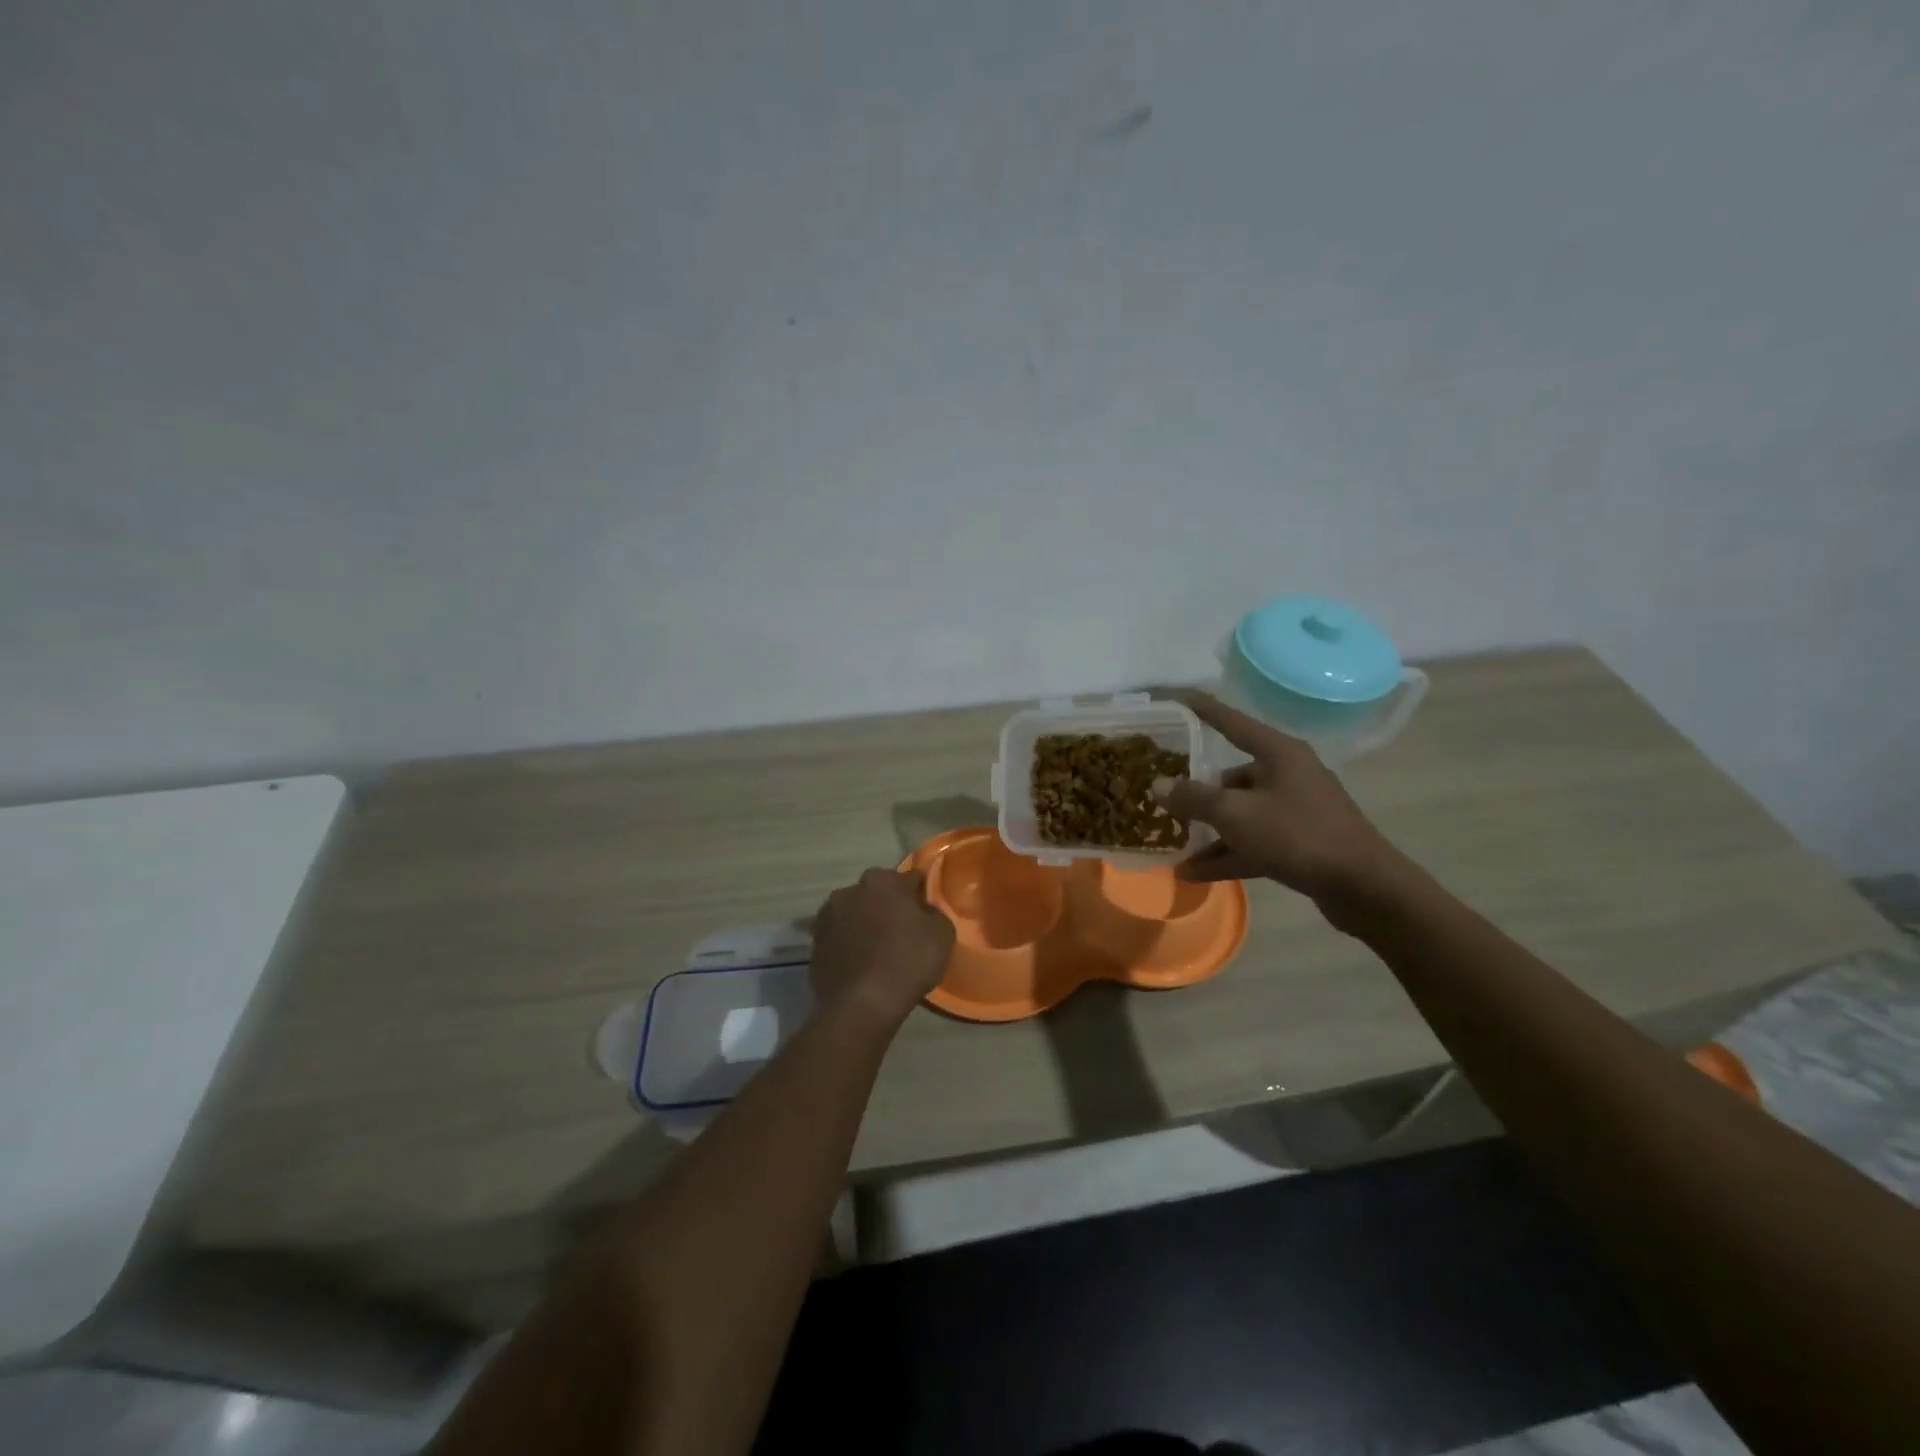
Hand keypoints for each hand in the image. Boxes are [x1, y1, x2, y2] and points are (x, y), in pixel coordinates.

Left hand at [809, 868, 954, 1028]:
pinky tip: (862, 967)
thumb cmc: (907, 962)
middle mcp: (849, 891)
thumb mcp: (942, 934)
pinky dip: (850, 947)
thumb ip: (933, 913)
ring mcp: (826, 918)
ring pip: (854, 915)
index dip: (919, 895)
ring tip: (880, 952)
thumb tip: (922, 911)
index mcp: (881, 880)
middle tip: (904, 933)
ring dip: (865, 926)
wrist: (861, 1006)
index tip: (926, 912)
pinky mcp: (814, 946)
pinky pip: (840, 940)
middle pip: (877, 894)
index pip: (908, 879)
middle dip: (888, 908)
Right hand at [1155, 692, 1403, 914]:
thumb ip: (1194, 798)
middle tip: (1163, 799)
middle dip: (1197, 792)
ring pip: (1241, 814)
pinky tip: (1193, 873)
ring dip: (1209, 831)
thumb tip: (1158, 785)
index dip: (1204, 710)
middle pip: (1232, 776)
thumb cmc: (1297, 835)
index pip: (1232, 722)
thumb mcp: (1236, 814)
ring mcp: (1295, 810)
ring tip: (1172, 844)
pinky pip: (1253, 842)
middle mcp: (1288, 775)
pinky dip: (1226, 854)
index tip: (1178, 697)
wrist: (1364, 887)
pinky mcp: (1299, 843)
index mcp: (1278, 753)